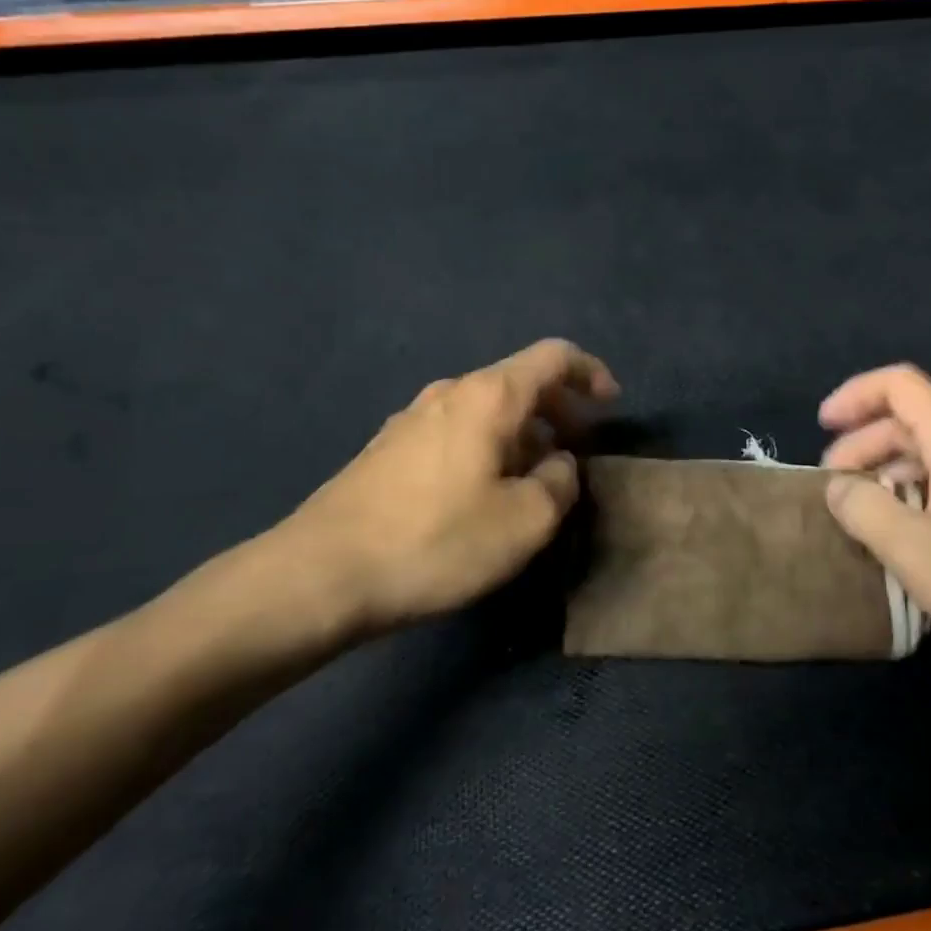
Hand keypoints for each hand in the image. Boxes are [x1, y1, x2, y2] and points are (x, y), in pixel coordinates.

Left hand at [267, 339, 619, 647]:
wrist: (320, 574)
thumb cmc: (436, 541)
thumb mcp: (525, 522)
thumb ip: (559, 483)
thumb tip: (557, 464)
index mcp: (489, 396)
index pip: (553, 356)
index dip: (591, 373)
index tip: (610, 406)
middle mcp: (450, 393)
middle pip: (518, 381)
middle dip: (557, 409)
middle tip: (576, 450)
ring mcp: (412, 418)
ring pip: (485, 409)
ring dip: (520, 432)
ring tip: (531, 479)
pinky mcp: (387, 449)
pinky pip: (455, 431)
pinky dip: (486, 446)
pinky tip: (479, 493)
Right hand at [819, 364, 930, 689]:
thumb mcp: (914, 552)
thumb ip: (863, 509)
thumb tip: (838, 486)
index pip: (900, 385)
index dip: (855, 395)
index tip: (822, 426)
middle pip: (915, 418)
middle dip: (865, 443)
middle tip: (835, 486)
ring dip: (892, 468)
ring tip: (867, 512)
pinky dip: (922, 487)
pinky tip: (915, 532)